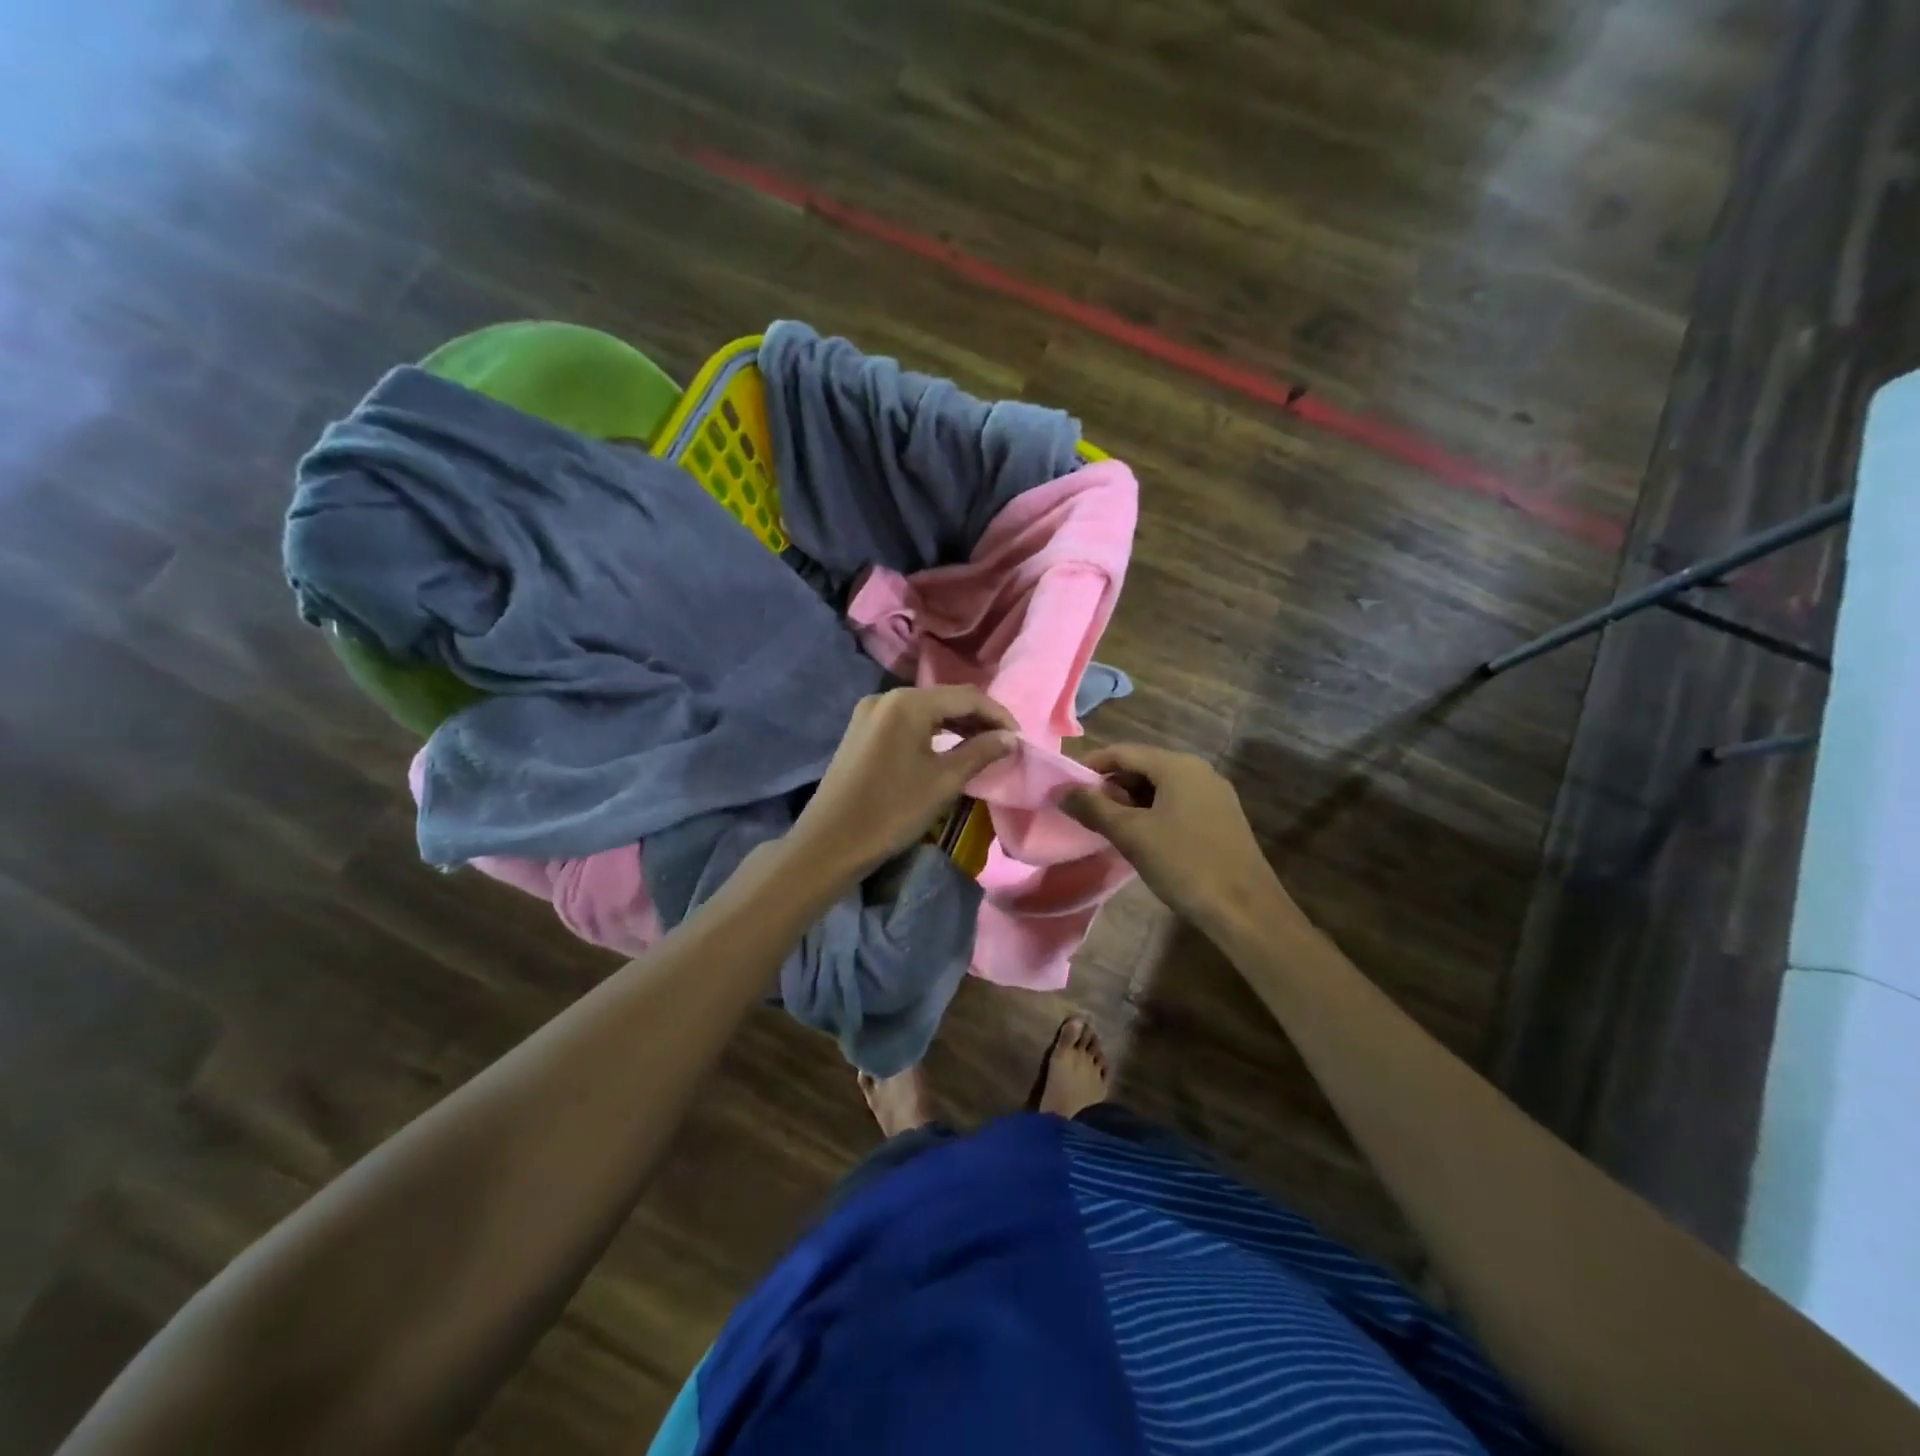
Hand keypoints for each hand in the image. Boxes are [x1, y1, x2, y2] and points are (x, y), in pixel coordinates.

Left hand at [786, 686, 1018, 883]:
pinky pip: (906, 722)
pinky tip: (948, 749)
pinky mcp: (861, 731)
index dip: (998, 715)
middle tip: (1005, 745)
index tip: (1020, 739)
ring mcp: (870, 713)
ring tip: (983, 747)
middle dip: (978, 719)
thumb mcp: (943, 782)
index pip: (966, 697)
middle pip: (944, 699)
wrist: (830, 843)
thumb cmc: (891, 811)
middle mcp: (887, 697)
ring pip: (925, 711)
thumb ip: (980, 752)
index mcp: (907, 703)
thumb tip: (1010, 739)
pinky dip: (932, 732)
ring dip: (956, 725)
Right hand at [1060, 743, 1285, 932]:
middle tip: (1084, 812)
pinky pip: (1176, 804)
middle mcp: (1198, 771)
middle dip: (1110, 786)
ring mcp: (1213, 795)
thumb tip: (1062, 791)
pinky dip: (1151, 813)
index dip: (1090, 766)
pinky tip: (1139, 838)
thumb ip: (1093, 808)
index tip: (1065, 787)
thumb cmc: (1184, 863)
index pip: (1123, 752)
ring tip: (1107, 828)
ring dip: (1129, 802)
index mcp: (1178, 766)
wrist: (1245, 909)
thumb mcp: (1132, 835)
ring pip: (1159, 787)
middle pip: (1142, 766)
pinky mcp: (1220, 819)